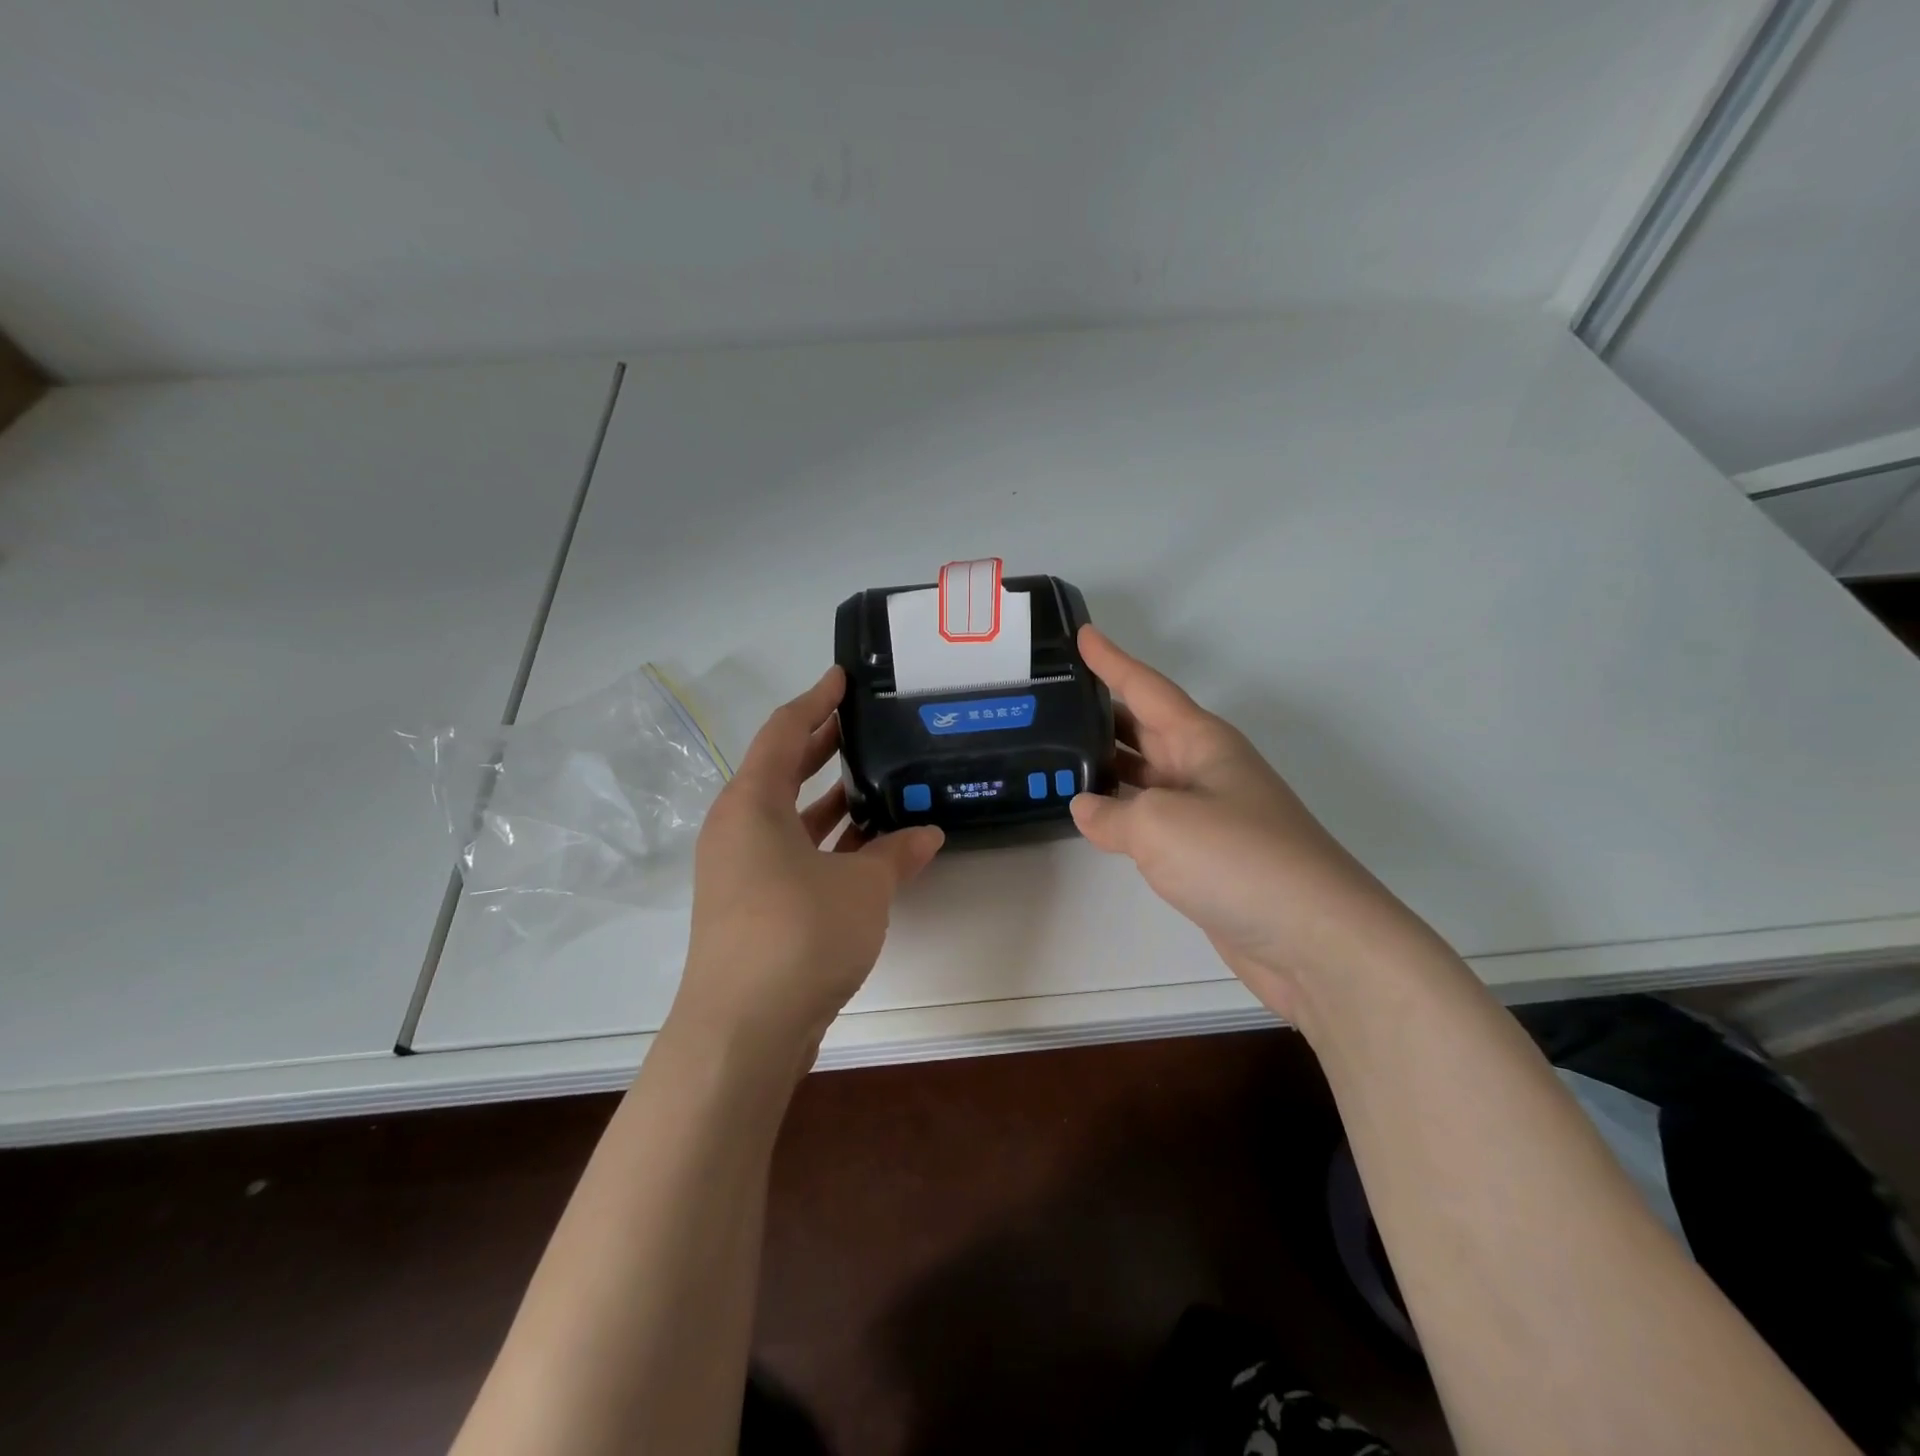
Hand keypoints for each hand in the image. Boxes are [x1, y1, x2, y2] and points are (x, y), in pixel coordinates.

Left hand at [672, 666, 944, 1061]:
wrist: (742, 1032)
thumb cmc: (799, 935)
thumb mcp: (862, 887)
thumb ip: (896, 854)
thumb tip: (928, 833)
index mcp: (751, 804)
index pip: (783, 732)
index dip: (815, 701)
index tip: (842, 678)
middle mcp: (737, 830)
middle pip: (780, 771)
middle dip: (821, 746)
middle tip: (862, 724)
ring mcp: (740, 871)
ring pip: (787, 817)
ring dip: (826, 800)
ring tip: (873, 781)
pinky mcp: (751, 906)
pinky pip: (791, 854)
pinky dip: (825, 843)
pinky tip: (866, 847)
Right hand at [1069, 626, 1425, 1013]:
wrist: (1313, 938)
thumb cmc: (1239, 859)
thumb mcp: (1161, 825)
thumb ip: (1112, 813)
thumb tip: (1085, 808)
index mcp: (1202, 742)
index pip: (1146, 687)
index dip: (1111, 660)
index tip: (1081, 633)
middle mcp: (1204, 768)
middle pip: (1144, 728)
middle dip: (1101, 711)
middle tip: (1051, 699)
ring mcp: (1206, 813)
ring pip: (1144, 775)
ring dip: (1105, 764)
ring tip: (1055, 752)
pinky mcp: (1204, 856)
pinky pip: (1150, 819)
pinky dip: (1119, 813)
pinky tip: (1090, 817)